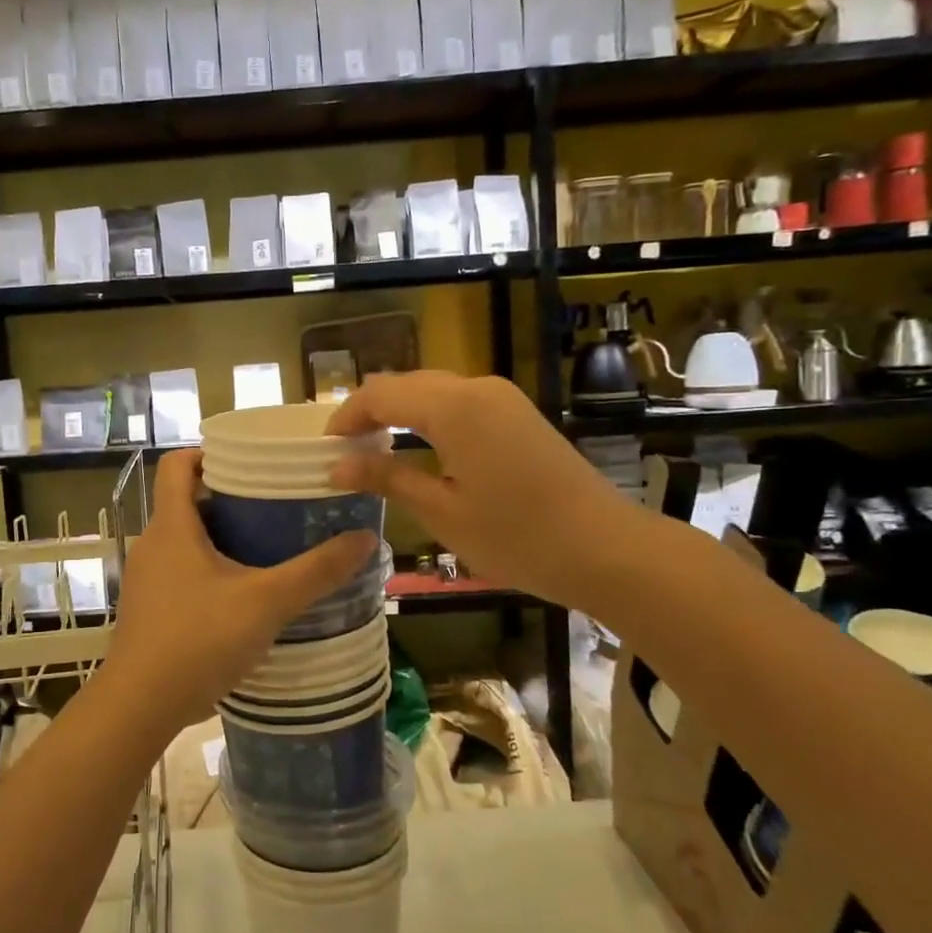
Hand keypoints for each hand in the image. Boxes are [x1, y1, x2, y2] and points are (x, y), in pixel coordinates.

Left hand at [102, 450, 376, 740]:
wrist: (140, 705)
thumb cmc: (199, 639)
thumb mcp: (266, 602)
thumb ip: (316, 571)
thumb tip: (365, 538)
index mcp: (172, 526)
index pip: (176, 464)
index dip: (209, 452)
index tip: (250, 461)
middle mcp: (152, 544)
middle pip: (188, 502)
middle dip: (230, 500)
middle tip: (277, 506)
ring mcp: (147, 578)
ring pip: (186, 541)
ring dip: (223, 538)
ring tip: (269, 549)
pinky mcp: (149, 608)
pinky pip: (181, 572)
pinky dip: (210, 571)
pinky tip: (245, 595)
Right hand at [326, 371, 637, 608]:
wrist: (606, 548)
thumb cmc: (517, 536)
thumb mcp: (441, 512)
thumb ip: (387, 478)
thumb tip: (338, 465)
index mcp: (453, 407)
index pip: (380, 393)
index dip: (346, 416)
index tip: (325, 449)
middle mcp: (476, 388)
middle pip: (406, 384)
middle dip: (370, 412)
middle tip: (346, 453)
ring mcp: (502, 398)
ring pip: (433, 390)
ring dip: (399, 413)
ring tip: (376, 452)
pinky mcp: (518, 413)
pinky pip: (459, 402)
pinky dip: (428, 418)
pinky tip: (420, 449)